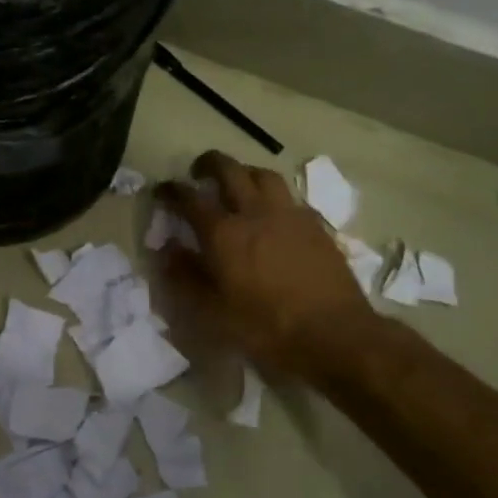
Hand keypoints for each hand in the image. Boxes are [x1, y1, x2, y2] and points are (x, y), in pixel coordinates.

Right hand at [157, 151, 384, 379]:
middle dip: (209, 164)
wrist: (335, 334)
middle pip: (229, 170)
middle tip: (198, 172)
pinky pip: (289, 196)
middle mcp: (255, 212)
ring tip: (237, 184)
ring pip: (263, 175)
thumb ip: (185, 278)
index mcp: (224, 233)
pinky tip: (272, 213)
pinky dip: (272, 195)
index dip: (171, 190)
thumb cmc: (267, 327)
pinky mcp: (315, 224)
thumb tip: (166, 250)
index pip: (190, 198)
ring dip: (244, 172)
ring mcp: (289, 215)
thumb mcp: (213, 313)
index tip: (162, 190)